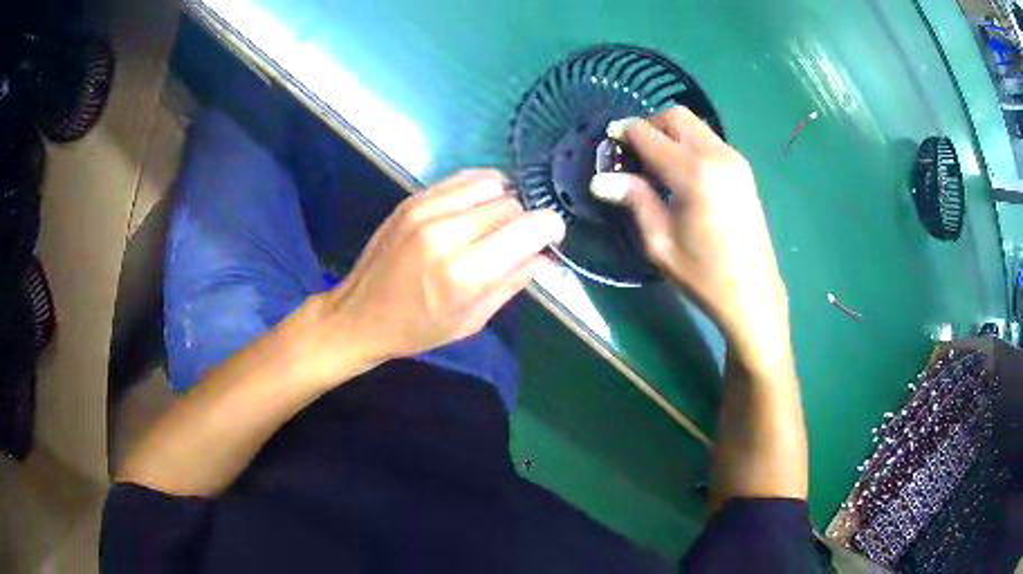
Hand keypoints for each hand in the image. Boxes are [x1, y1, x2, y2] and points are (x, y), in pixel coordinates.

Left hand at [291, 170, 564, 387]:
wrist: (359, 315)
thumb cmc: (417, 328)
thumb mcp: (472, 318)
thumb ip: (513, 281)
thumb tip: (546, 256)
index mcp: (464, 273)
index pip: (529, 227)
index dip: (550, 228)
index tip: (550, 238)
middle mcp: (446, 232)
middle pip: (511, 204)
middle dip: (524, 221)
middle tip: (517, 241)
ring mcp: (426, 210)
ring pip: (491, 183)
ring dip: (503, 201)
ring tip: (495, 223)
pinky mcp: (413, 199)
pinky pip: (463, 178)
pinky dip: (480, 190)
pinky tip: (475, 209)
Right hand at [590, 107, 791, 374]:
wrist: (754, 296)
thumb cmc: (704, 276)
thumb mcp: (661, 243)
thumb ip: (635, 200)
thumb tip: (601, 179)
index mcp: (695, 174)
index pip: (650, 135)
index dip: (625, 132)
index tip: (608, 139)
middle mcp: (718, 156)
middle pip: (676, 117)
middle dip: (649, 125)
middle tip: (632, 152)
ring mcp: (735, 161)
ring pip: (694, 126)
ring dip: (670, 133)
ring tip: (654, 164)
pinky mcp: (743, 170)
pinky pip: (708, 141)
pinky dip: (688, 144)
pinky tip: (679, 173)